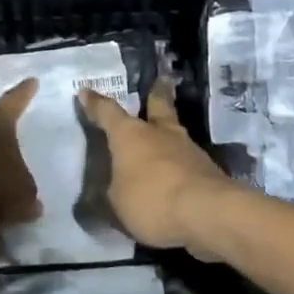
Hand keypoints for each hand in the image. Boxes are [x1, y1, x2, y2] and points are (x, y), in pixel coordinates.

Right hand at [78, 80, 233, 252]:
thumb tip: (108, 190)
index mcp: (130, 134)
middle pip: (158, 106)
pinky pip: (186, 161)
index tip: (86, 91)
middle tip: (160, 81)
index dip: (95, 104)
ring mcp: (188, 149)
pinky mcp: (207, 170)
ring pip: (175, 133)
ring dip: (168, 134)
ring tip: (164, 138)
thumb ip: (110, 193)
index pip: (108, 112)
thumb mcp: (116, 203)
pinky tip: (176, 174)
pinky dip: (179, 164)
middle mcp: (159, 133)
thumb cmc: (151, 199)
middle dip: (156, 94)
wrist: (207, 212)